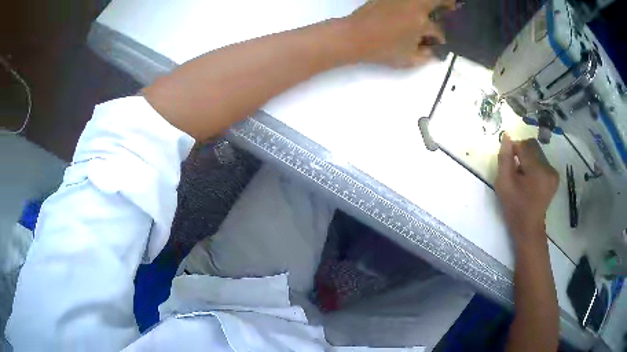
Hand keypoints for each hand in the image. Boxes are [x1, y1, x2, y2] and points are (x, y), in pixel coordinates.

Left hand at [345, 0, 455, 67]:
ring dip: (433, 1)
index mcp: (421, 22)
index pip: (438, 29)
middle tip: (453, 6)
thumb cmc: (381, 50)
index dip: (441, 38)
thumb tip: (434, 51)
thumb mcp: (407, 59)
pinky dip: (414, 2)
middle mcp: (414, 6)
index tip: (439, 41)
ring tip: (437, 6)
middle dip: (448, 3)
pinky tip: (415, 7)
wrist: (353, 36)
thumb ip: (425, 56)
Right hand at [495, 135, 558, 241]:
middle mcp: (549, 168)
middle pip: (532, 147)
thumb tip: (506, 136)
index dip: (514, 150)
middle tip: (515, 171)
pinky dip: (534, 166)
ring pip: (537, 153)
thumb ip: (504, 159)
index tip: (509, 163)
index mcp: (537, 171)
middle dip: (522, 154)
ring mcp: (553, 173)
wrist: (529, 228)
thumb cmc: (515, 208)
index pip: (525, 145)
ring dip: (528, 160)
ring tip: (523, 178)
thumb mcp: (503, 184)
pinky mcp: (555, 177)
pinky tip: (530, 180)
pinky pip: (542, 161)